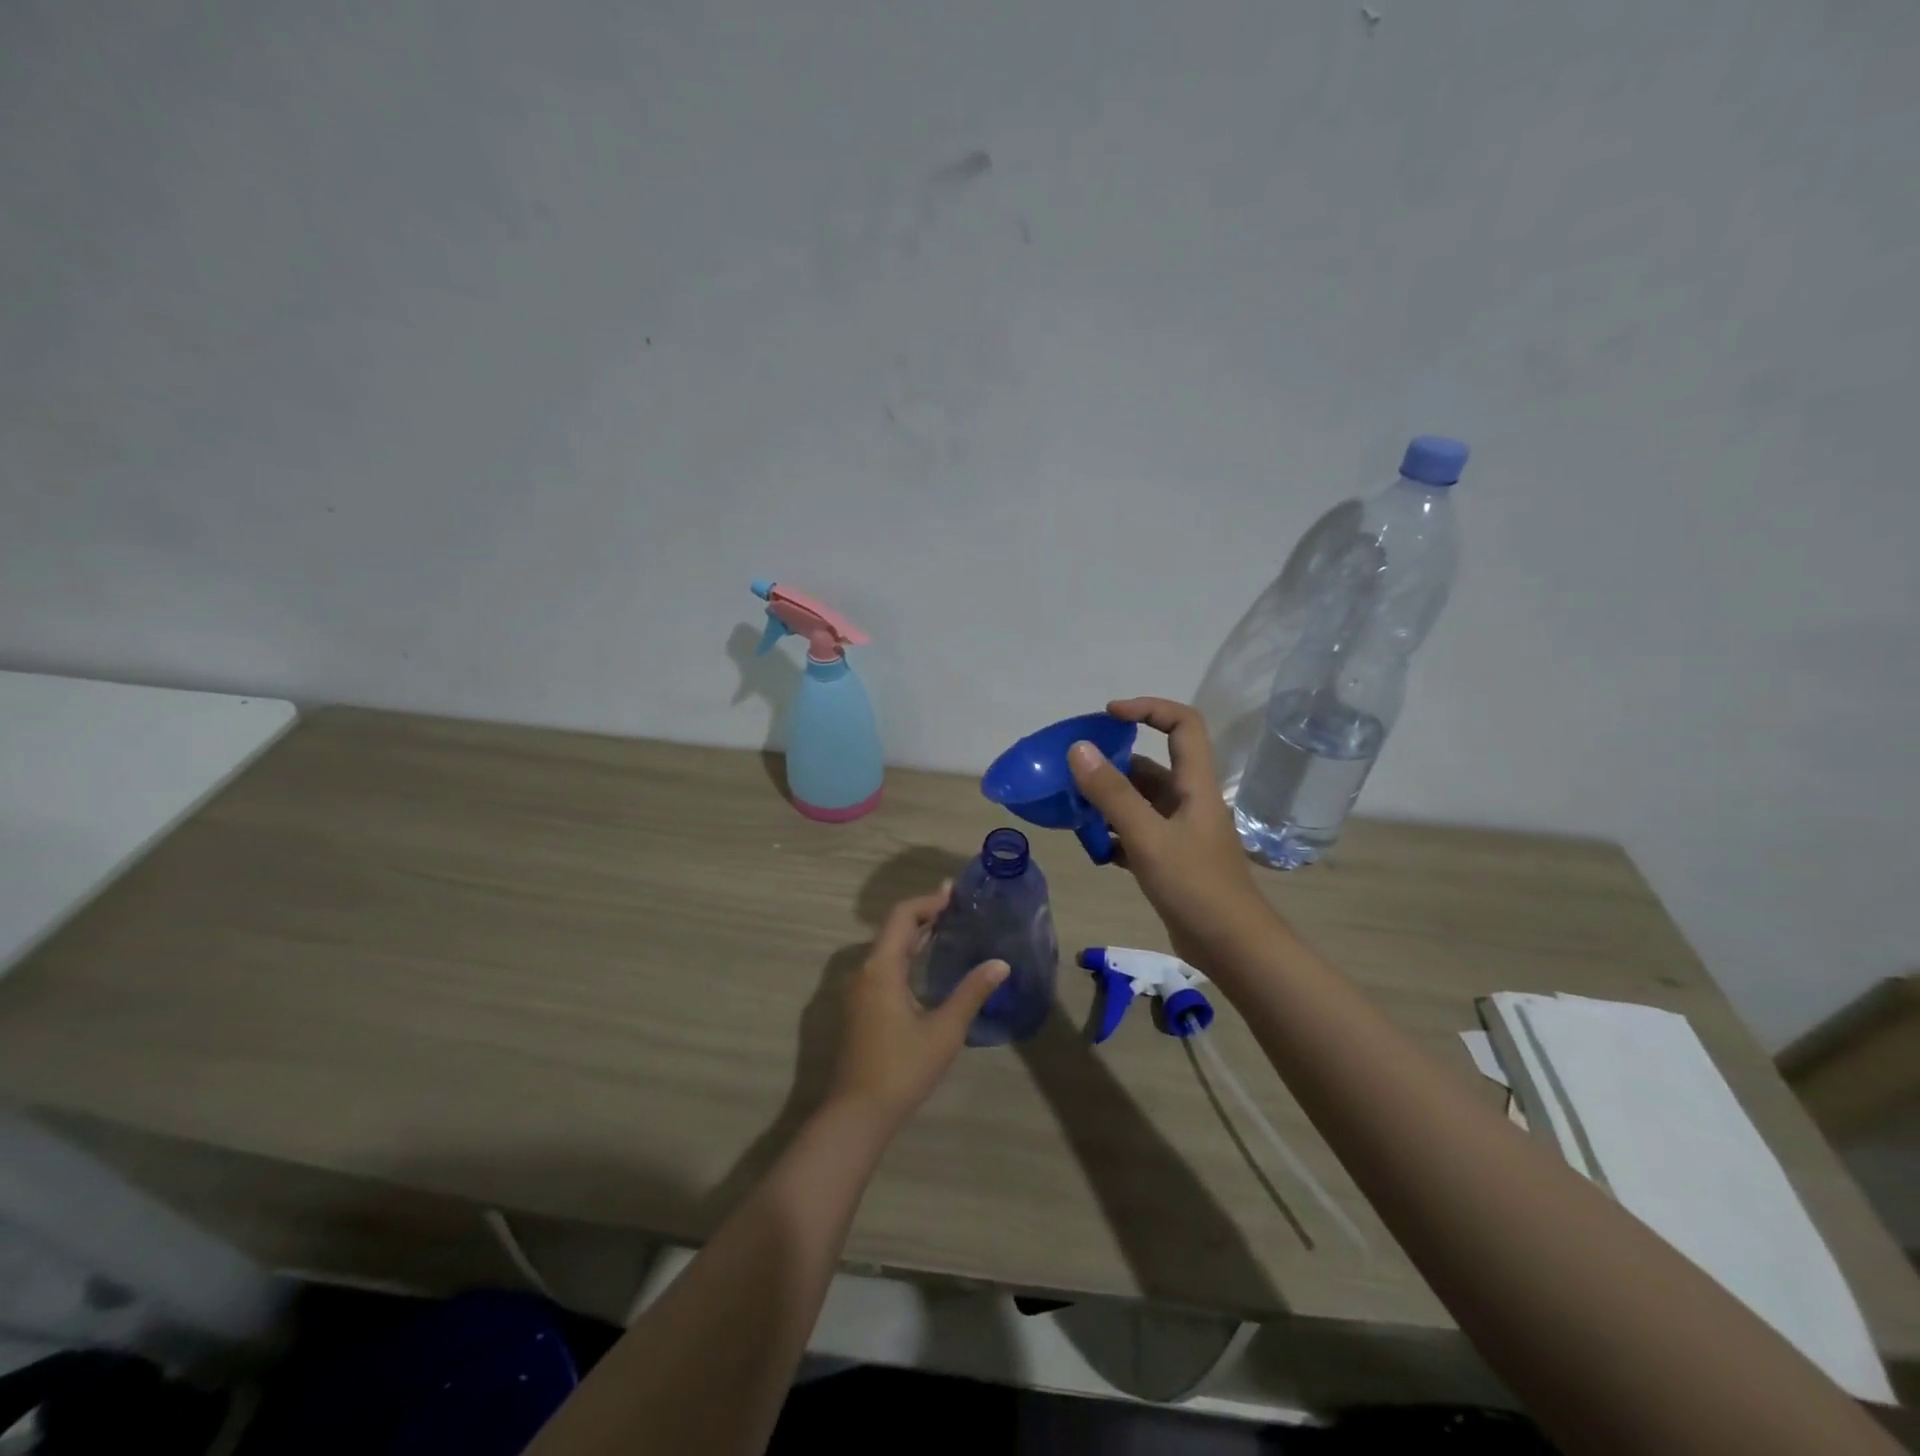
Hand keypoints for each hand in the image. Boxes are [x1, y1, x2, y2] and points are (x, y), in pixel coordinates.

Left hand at [826, 885, 1008, 1132]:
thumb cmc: (902, 1067)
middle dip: (923, 915)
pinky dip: (905, 955)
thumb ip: (972, 993)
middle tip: (955, 906)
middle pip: (892, 930)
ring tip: (945, 929)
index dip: (928, 902)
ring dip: (913, 935)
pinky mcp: (859, 1008)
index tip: (954, 893)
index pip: (902, 917)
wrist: (857, 1113)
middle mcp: (864, 971)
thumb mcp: (945, 1030)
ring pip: (886, 949)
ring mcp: (858, 991)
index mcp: (881, 968)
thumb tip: (1000, 964)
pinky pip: (882, 966)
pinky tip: (925, 965)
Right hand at [1068, 697, 1279, 965]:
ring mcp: (1181, 831)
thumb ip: (1112, 794)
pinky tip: (1094, 848)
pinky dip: (1115, 835)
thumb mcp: (1148, 837)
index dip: (1148, 709)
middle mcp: (1189, 801)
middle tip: (1073, 774)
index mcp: (1195, 785)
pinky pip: (1138, 833)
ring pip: (1140, 802)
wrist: (1232, 947)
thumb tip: (1078, 749)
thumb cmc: (1195, 886)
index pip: (1182, 724)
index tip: (1109, 715)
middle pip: (1150, 766)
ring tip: (1073, 811)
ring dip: (1108, 803)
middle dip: (1112, 766)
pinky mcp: (1172, 859)